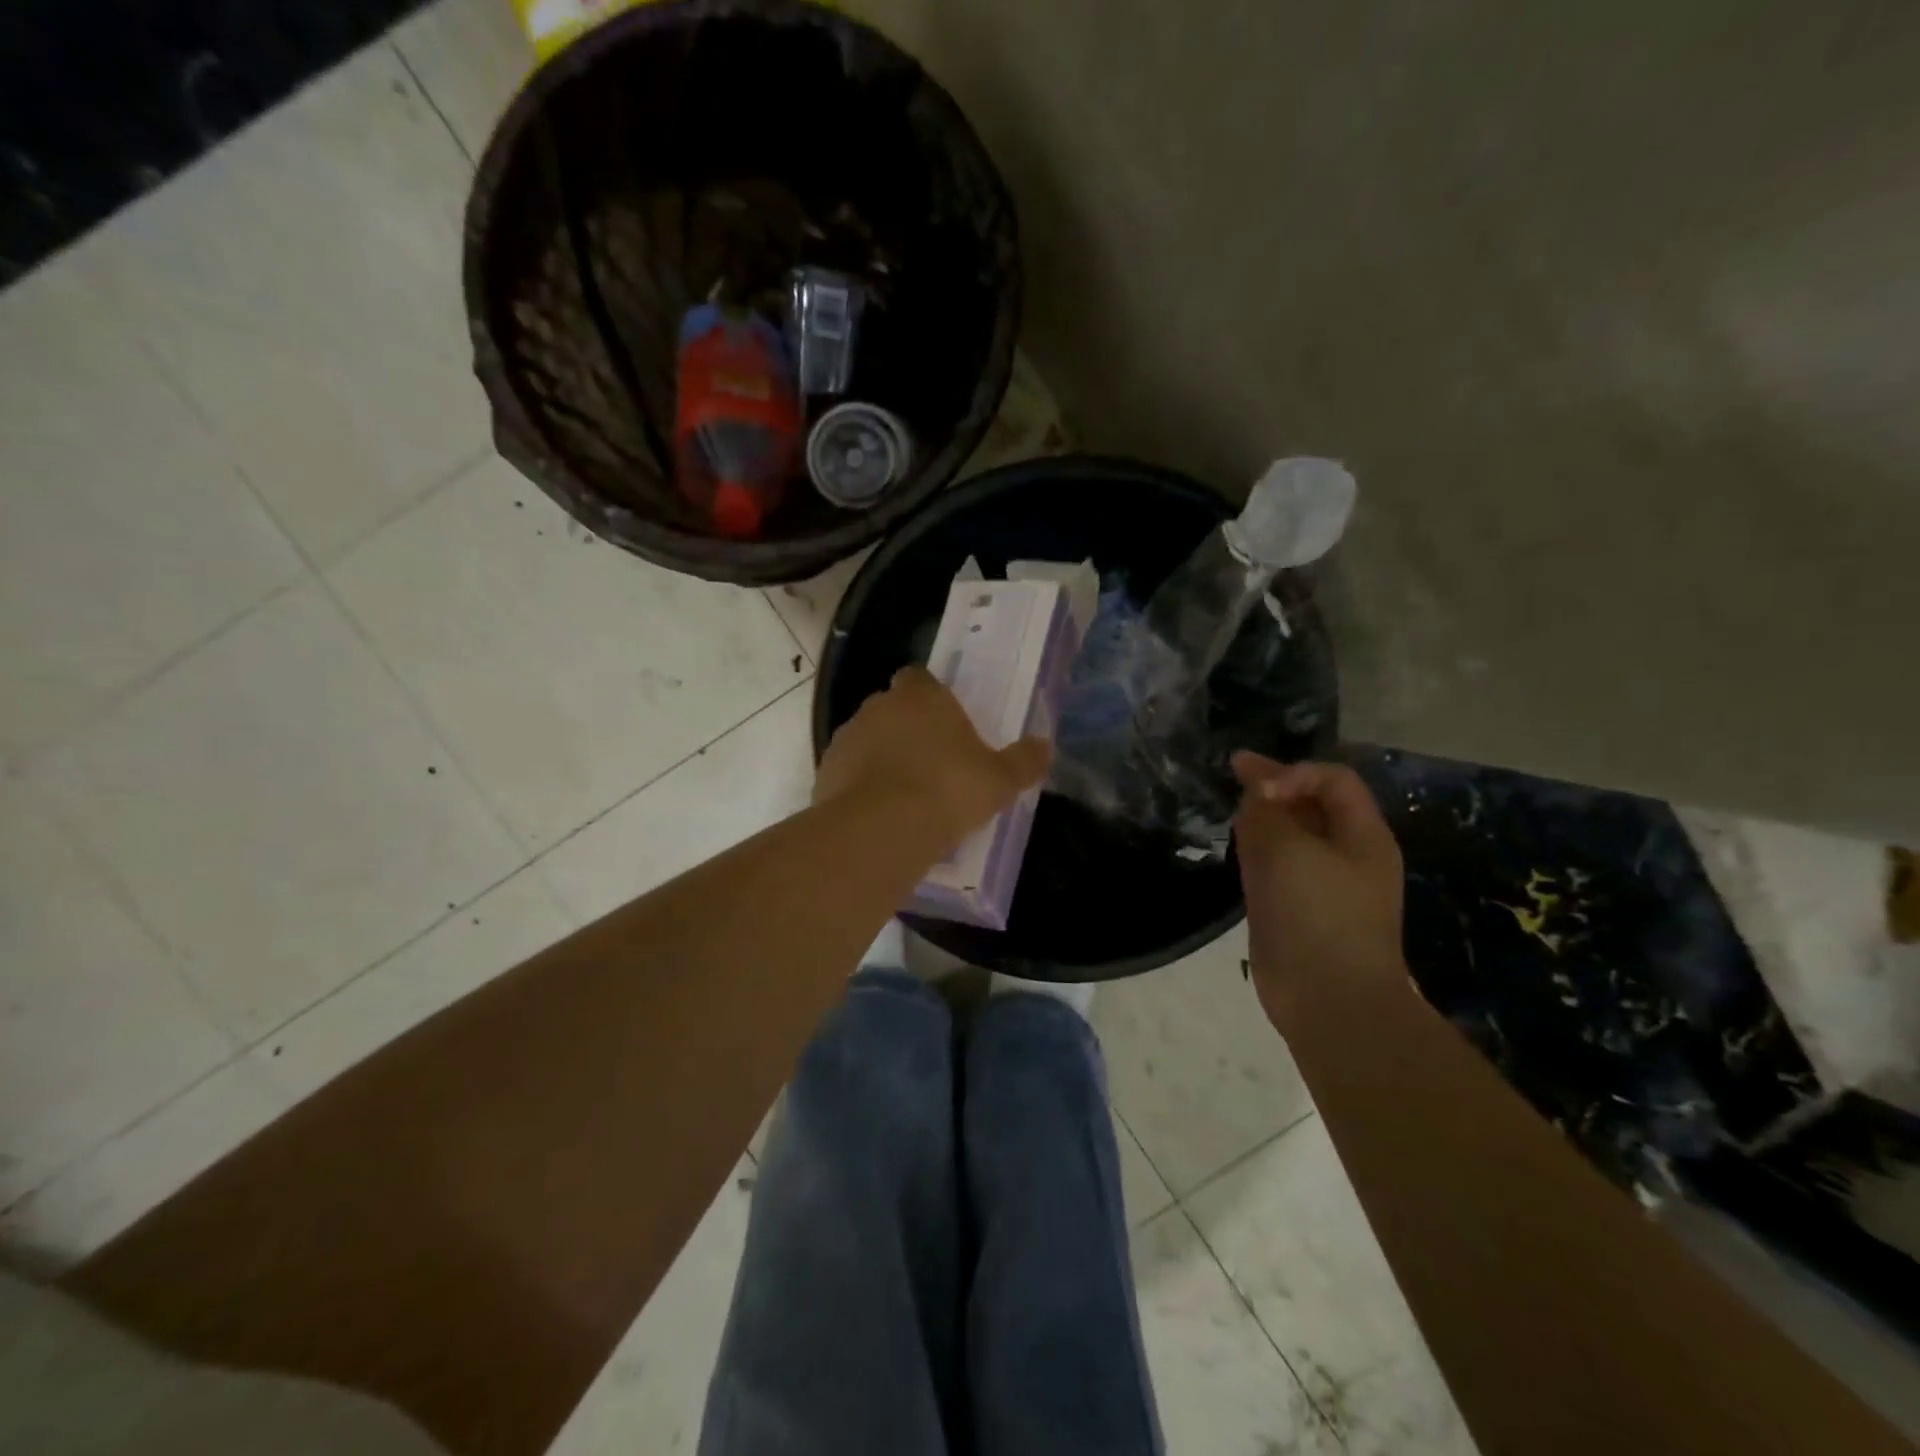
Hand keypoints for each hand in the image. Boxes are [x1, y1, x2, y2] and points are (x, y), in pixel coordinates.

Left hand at [815, 666, 1052, 851]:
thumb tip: (1045, 747)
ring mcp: (847, 737)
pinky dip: (860, 784)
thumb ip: (1023, 761)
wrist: (881, 829)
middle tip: (930, 761)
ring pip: (867, 739)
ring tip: (903, 792)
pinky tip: (878, 812)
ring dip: (881, 756)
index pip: (920, 678)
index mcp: (921, 697)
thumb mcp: (999, 780)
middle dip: (906, 727)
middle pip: (892, 707)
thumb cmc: (948, 791)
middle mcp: (879, 707)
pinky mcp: (825, 771)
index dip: (931, 695)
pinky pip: (848, 771)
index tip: (945, 721)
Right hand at [1232, 753, 1406, 1021]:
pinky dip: (1258, 852)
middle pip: (1311, 806)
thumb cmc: (1316, 915)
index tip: (1250, 781)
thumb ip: (1265, 812)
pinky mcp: (1297, 910)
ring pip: (1291, 837)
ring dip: (1264, 820)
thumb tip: (1255, 793)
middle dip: (1274, 789)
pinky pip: (1277, 868)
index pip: (1332, 780)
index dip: (1291, 771)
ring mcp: (1322, 885)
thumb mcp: (1287, 850)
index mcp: (1363, 836)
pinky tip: (1238, 850)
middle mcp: (1347, 856)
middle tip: (1233, 777)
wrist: (1328, 999)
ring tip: (1233, 813)